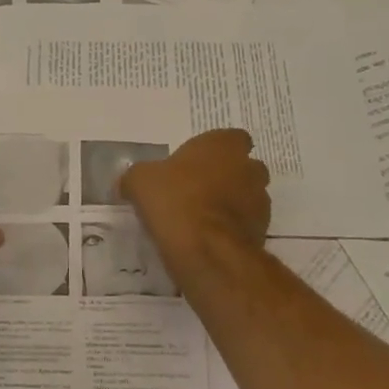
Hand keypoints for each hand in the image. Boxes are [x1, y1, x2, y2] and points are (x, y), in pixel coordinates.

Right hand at [120, 128, 270, 278]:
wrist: (206, 250)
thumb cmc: (175, 201)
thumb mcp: (140, 181)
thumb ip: (137, 177)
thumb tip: (127, 183)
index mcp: (223, 145)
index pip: (232, 138)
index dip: (215, 150)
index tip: (195, 163)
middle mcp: (248, 168)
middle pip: (243, 167)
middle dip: (226, 176)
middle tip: (196, 189)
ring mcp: (259, 201)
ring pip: (247, 196)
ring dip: (230, 203)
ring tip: (200, 218)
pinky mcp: (261, 232)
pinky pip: (245, 224)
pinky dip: (230, 228)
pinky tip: (206, 238)